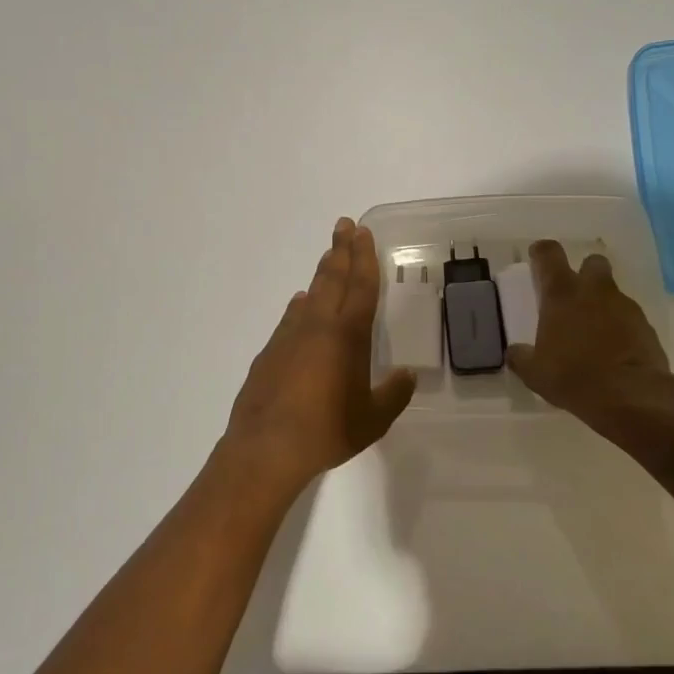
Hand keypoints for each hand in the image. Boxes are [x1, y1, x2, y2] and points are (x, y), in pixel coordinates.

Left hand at [221, 218, 416, 493]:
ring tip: (329, 259)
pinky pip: (290, 319)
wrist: (267, 447)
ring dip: (322, 274)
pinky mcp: (269, 352)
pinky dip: (300, 306)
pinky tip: (300, 306)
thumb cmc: (327, 431)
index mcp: (348, 336)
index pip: (361, 287)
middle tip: (344, 226)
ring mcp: (289, 336)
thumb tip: (406, 376)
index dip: (364, 258)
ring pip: (310, 295)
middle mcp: (318, 326)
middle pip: (332, 279)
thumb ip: (393, 395)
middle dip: (341, 251)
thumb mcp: (372, 419)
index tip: (363, 232)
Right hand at [505, 240, 673, 431]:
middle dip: (584, 272)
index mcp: (561, 294)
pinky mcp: (646, 326)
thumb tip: (515, 352)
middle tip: (574, 294)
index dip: (542, 252)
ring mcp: (624, 306)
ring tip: (593, 331)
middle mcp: (594, 291)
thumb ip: (522, 357)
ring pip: (612, 291)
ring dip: (602, 303)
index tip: (537, 257)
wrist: (630, 397)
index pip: (549, 254)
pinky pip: (629, 317)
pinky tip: (613, 349)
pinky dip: (620, 326)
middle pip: (592, 262)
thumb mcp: (535, 372)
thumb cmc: (573, 377)